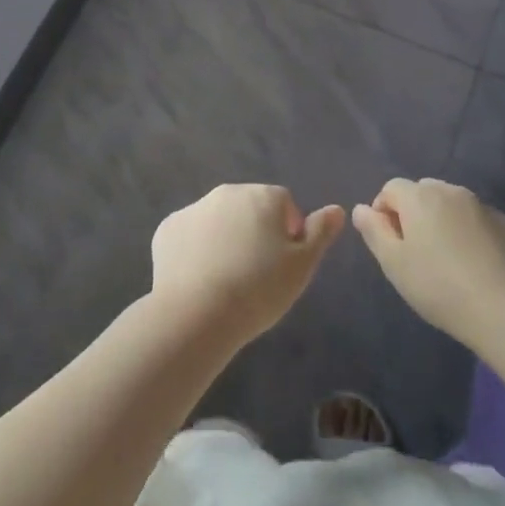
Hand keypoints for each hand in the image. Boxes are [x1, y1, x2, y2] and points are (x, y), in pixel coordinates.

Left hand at [150, 185, 345, 347]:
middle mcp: (228, 191)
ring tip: (226, 280)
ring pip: (218, 220)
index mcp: (263, 195)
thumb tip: (337, 209)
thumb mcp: (302, 266)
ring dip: (225, 239)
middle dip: (255, 231)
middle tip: (256, 274)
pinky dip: (195, 250)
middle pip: (249, 208)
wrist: (197, 314)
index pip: (284, 205)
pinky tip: (198, 280)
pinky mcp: (168, 228)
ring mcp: (194, 208)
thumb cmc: (259, 289)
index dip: (288, 233)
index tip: (283, 265)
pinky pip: (189, 235)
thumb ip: (320, 233)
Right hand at [352, 179, 504, 344]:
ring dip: (444, 222)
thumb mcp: (394, 263)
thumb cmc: (439, 286)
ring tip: (447, 260)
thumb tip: (361, 208)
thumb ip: (374, 231)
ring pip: (454, 205)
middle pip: (423, 192)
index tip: (388, 243)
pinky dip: (472, 234)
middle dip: (414, 213)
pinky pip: (480, 222)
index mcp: (420, 196)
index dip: (383, 211)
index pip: (391, 188)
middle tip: (416, 251)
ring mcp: (484, 206)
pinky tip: (477, 266)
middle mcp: (452, 191)